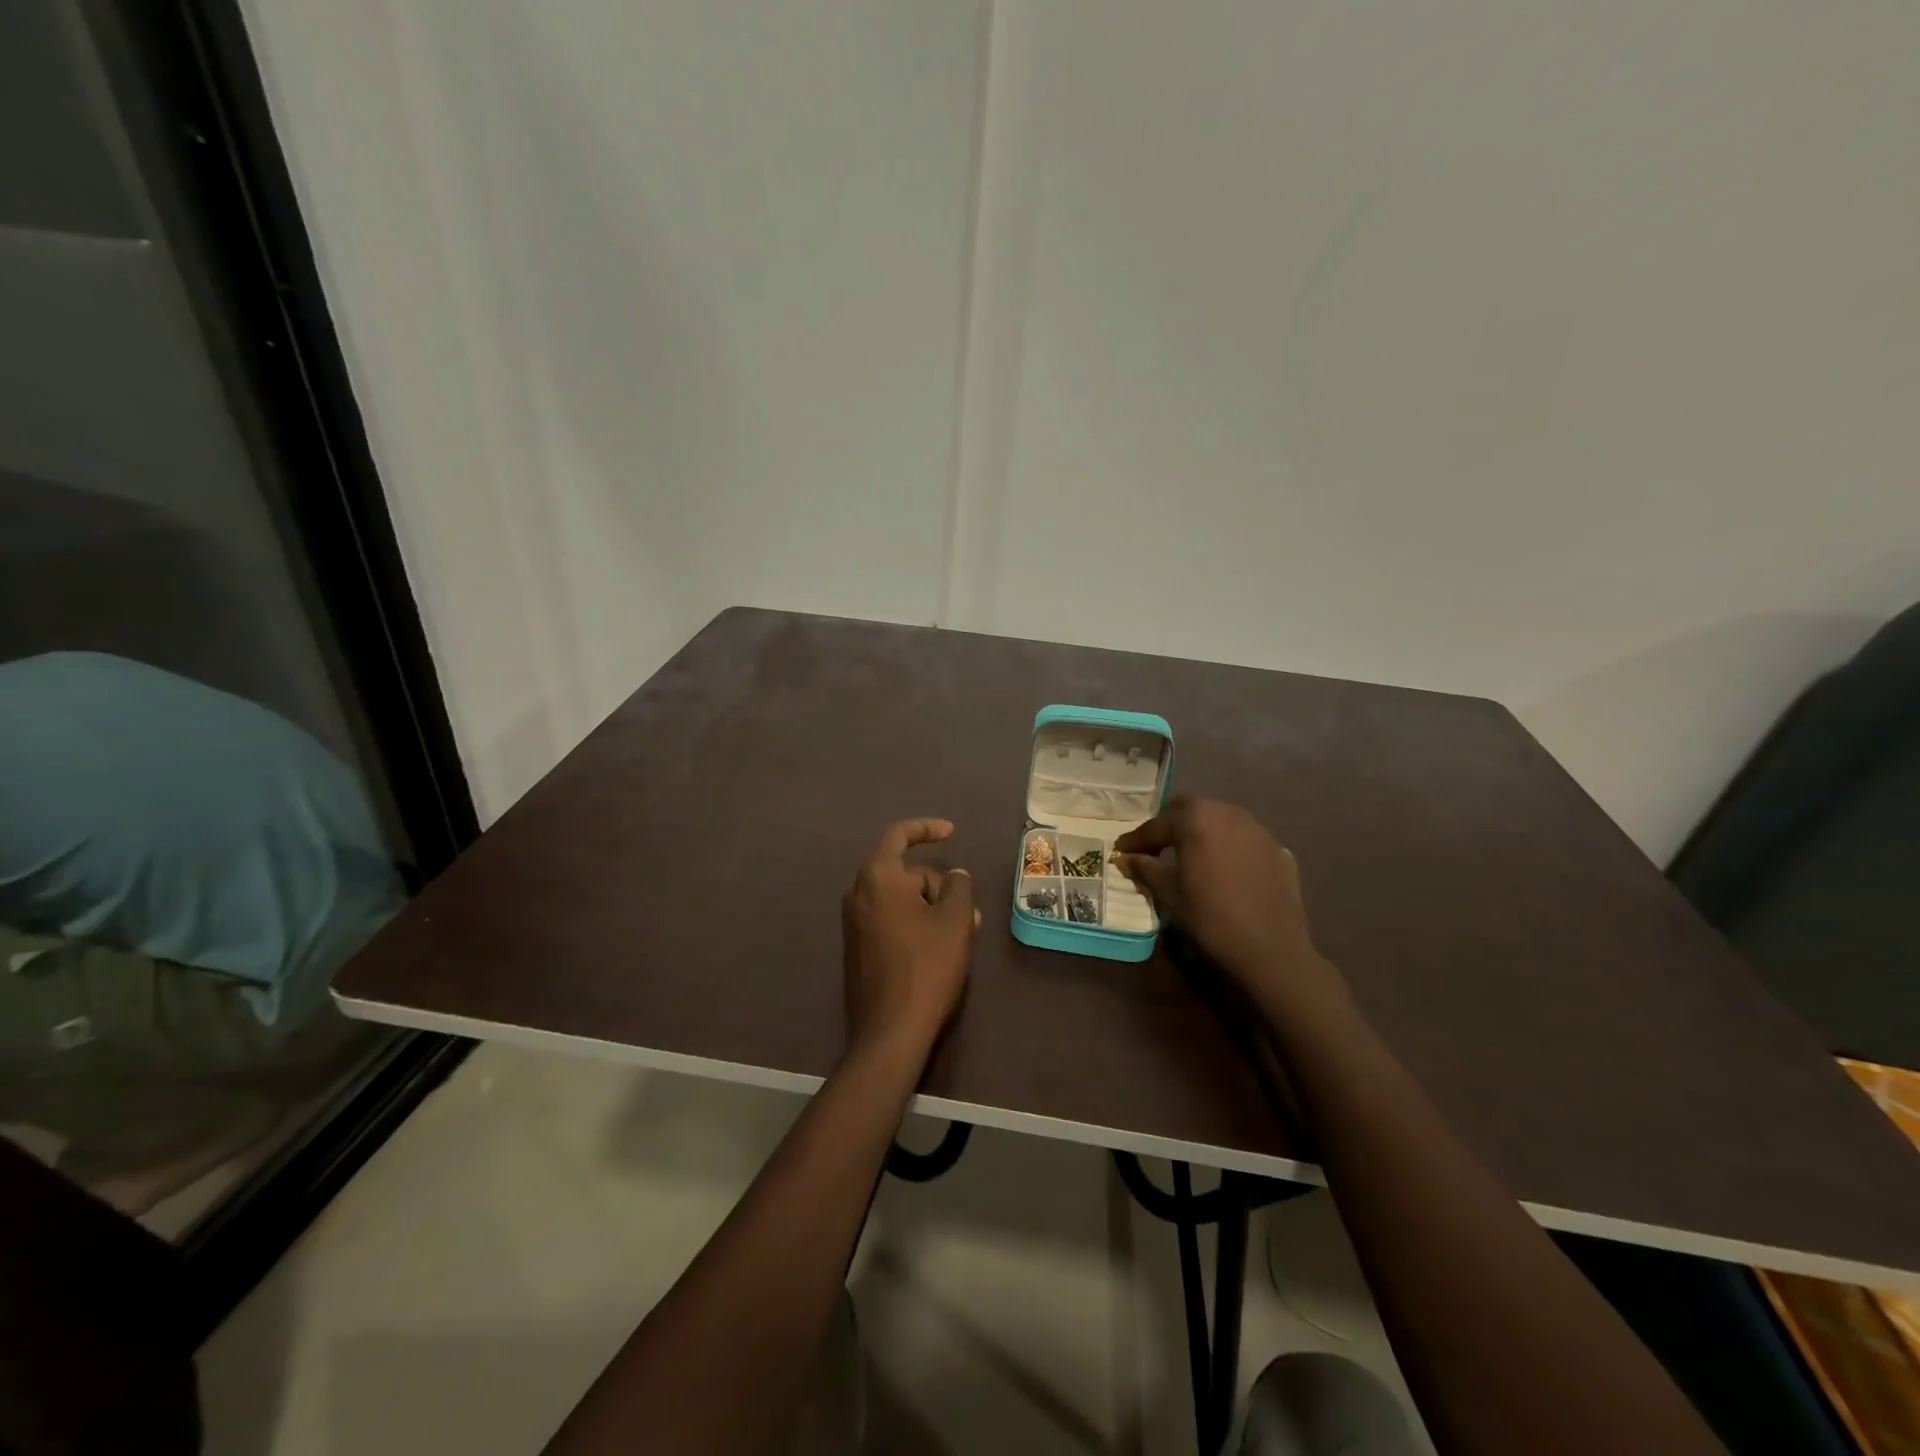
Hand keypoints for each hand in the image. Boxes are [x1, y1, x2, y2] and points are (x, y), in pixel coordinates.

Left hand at [841, 818, 978, 1058]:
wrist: (889, 1031)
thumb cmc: (926, 966)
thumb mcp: (955, 921)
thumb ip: (959, 887)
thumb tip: (954, 876)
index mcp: (877, 877)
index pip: (899, 835)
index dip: (926, 829)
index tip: (951, 832)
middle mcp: (858, 893)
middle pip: (905, 872)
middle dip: (938, 885)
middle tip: (969, 913)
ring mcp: (854, 923)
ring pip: (900, 899)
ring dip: (930, 907)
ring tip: (960, 934)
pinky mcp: (857, 948)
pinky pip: (889, 919)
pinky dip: (914, 923)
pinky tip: (937, 949)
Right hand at [1115, 798, 1340, 1005]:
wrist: (1270, 951)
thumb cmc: (1209, 918)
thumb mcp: (1169, 893)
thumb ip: (1145, 868)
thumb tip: (1126, 857)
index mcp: (1196, 820)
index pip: (1157, 824)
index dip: (1136, 839)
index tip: (1121, 851)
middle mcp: (1228, 813)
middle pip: (1191, 809)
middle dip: (1170, 824)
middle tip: (1156, 847)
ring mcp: (1258, 830)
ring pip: (1221, 820)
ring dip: (1202, 832)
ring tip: (1191, 856)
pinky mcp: (1278, 850)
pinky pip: (1245, 839)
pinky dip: (1229, 847)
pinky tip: (1225, 871)